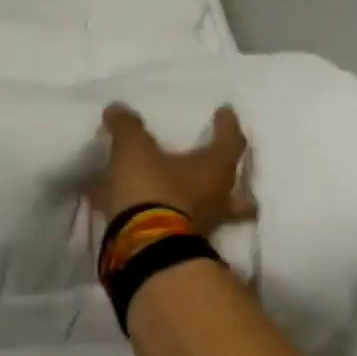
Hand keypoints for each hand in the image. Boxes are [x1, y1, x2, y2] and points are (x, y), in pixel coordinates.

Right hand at [89, 103, 257, 234]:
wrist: (145, 246)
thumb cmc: (152, 189)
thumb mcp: (134, 149)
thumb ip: (127, 127)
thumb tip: (118, 109)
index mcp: (215, 169)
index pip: (231, 141)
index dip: (227, 125)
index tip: (224, 112)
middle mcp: (217, 199)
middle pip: (238, 191)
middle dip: (232, 180)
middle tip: (220, 169)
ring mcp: (202, 226)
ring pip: (210, 212)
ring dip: (199, 202)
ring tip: (182, 194)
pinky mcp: (179, 244)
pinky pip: (175, 224)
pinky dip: (162, 215)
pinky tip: (140, 211)